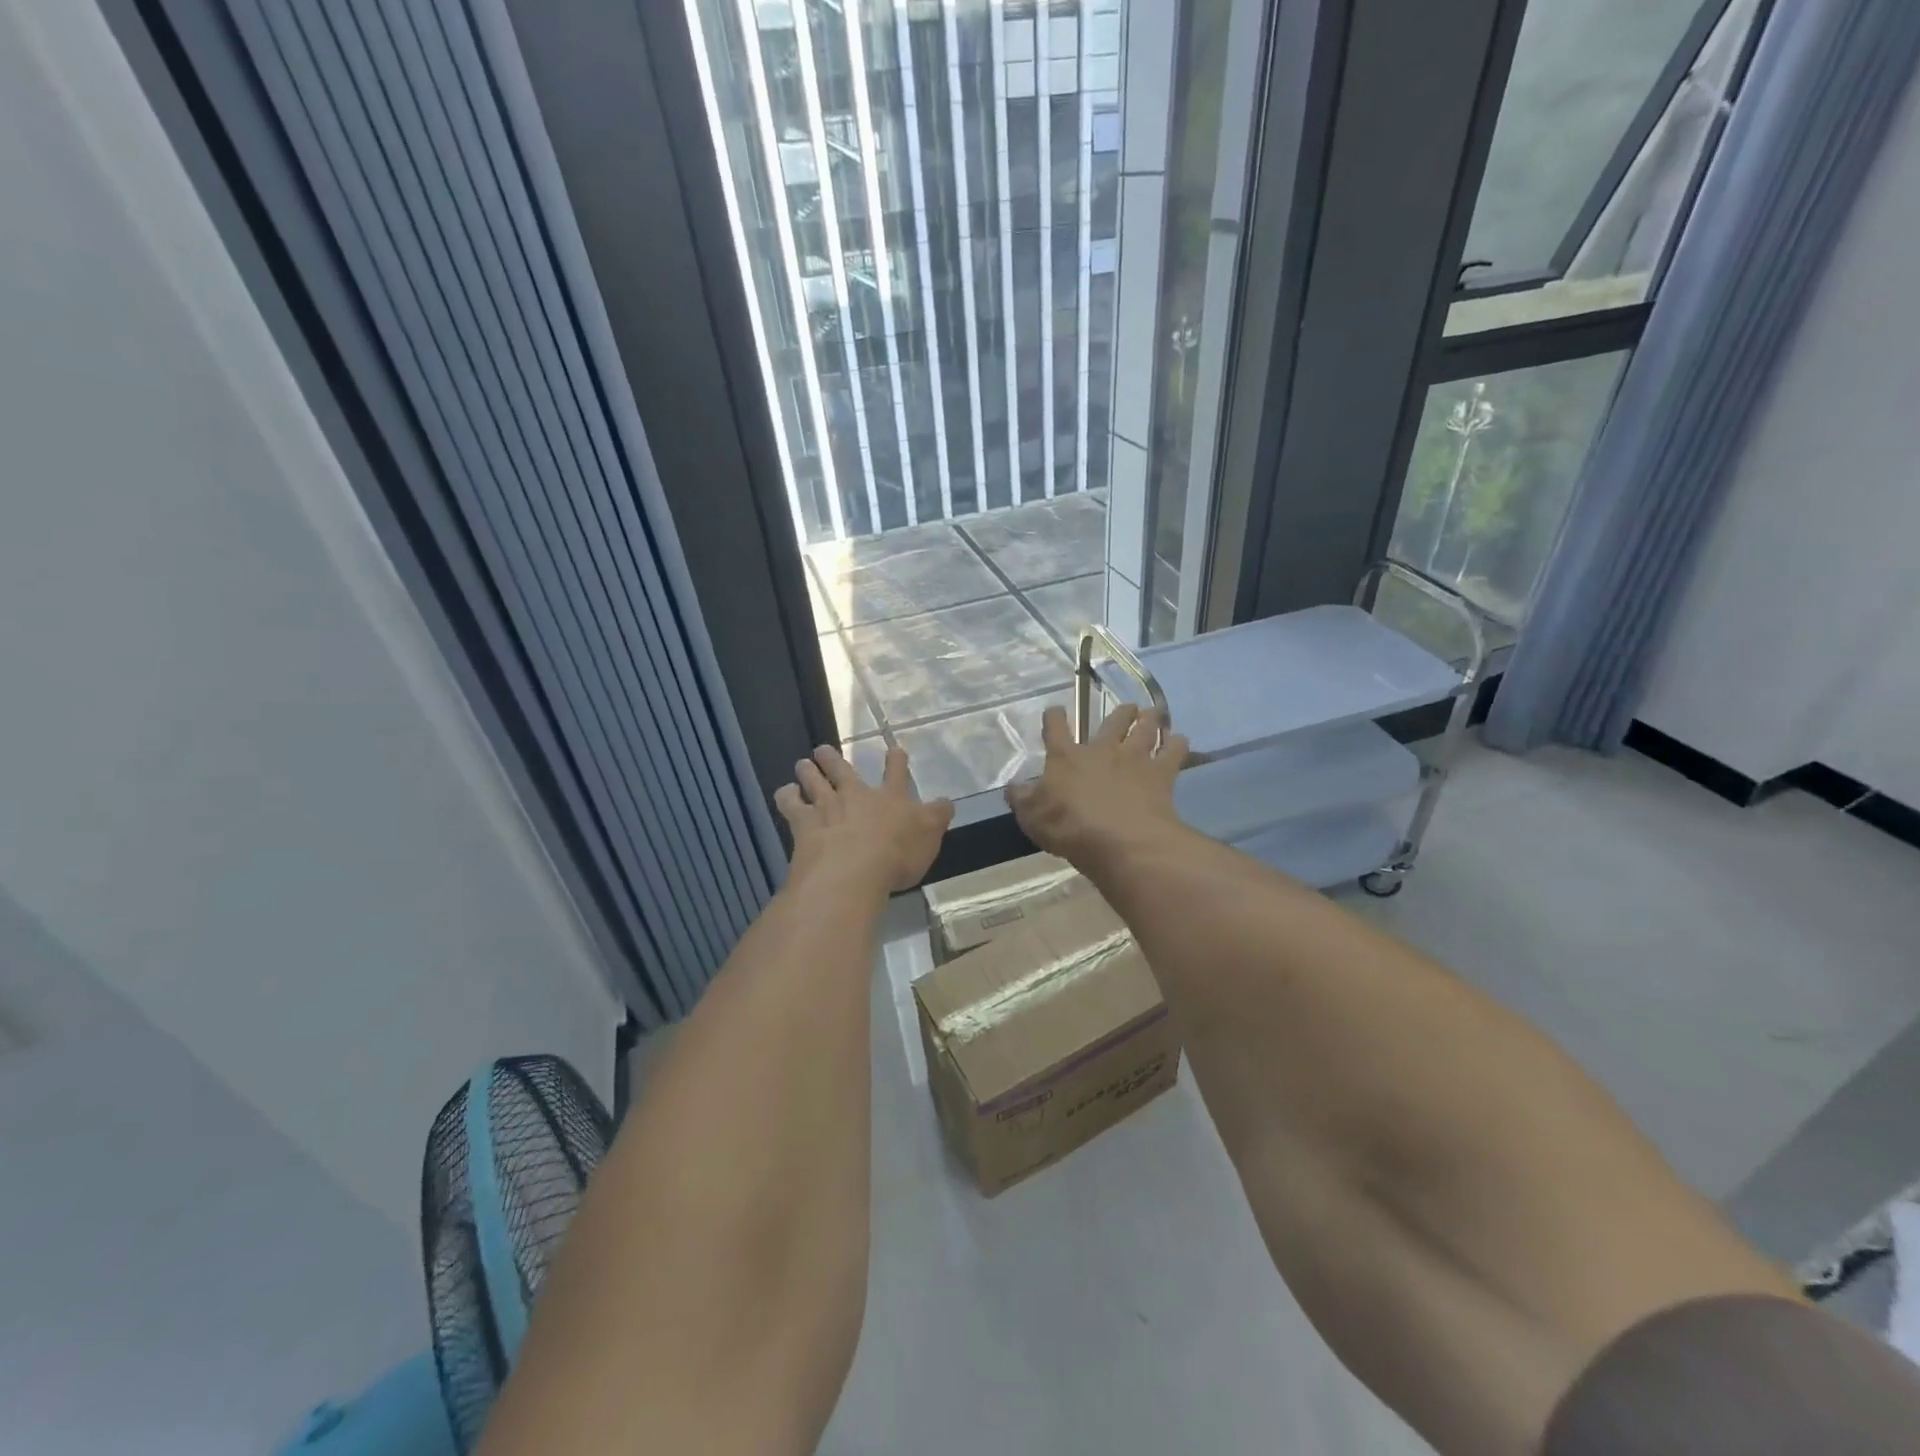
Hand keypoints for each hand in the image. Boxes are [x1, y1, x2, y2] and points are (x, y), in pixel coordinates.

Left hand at [775, 744, 953, 895]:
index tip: (894, 749)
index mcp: (890, 799)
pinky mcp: (804, 824)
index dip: (896, 761)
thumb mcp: (929, 838)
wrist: (853, 869)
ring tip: (802, 763)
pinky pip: (791, 804)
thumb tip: (947, 802)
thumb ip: (937, 818)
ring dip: (808, 772)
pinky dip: (786, 797)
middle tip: (823, 749)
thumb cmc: (896, 855)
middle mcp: (857, 796)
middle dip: (834, 759)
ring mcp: (827, 807)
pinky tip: (784, 793)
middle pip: (843, 771)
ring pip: (814, 782)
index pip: (896, 774)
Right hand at [1005, 704, 1188, 865]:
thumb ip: (1022, 799)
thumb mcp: (1032, 817)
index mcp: (1066, 757)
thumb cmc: (1070, 828)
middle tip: (1127, 708)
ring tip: (1153, 713)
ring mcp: (1134, 758)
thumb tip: (1012, 786)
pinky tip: (1179, 740)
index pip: (1056, 728)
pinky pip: (1173, 751)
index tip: (1055, 712)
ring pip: (1145, 729)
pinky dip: (1177, 743)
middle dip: (1120, 713)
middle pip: (1112, 721)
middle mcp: (1101, 749)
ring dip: (1149, 719)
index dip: (1054, 717)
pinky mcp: (1161, 774)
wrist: (1120, 841)